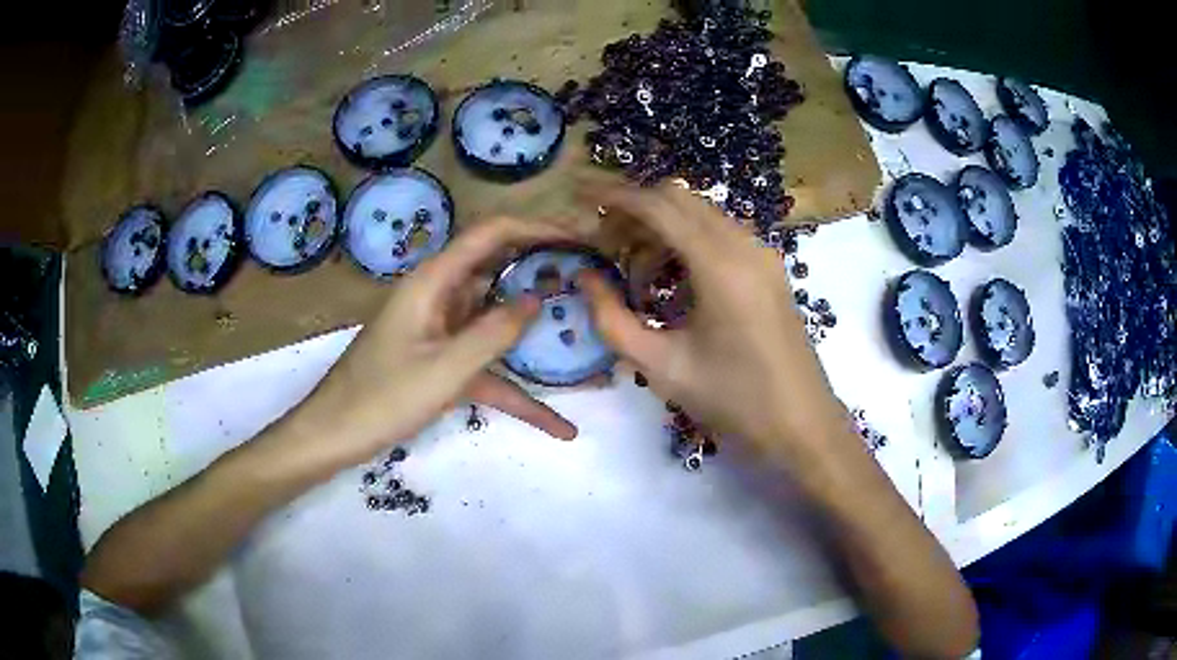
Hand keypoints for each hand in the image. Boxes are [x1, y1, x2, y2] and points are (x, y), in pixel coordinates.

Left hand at [299, 217, 577, 462]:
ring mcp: (443, 332)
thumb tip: (539, 298)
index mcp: (433, 282)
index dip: (538, 229)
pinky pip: (488, 369)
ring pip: (498, 322)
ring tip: (588, 337)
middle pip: (500, 272)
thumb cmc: (380, 399)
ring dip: (538, 333)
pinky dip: (519, 391)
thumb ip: (494, 333)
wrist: (334, 435)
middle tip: (594, 282)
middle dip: (546, 273)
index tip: (582, 240)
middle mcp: (440, 297)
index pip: (492, 234)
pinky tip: (558, 424)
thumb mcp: (443, 369)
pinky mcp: (443, 362)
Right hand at [580, 183, 846, 461]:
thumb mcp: (661, 366)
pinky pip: (721, 234)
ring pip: (701, 214)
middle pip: (680, 199)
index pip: (658, 206)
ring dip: (662, 229)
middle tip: (604, 244)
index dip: (614, 196)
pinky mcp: (770, 268)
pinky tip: (674, 284)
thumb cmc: (733, 400)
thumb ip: (612, 319)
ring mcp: (763, 254)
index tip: (580, 196)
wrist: (802, 424)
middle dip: (636, 211)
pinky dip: (688, 242)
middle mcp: (745, 245)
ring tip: (636, 275)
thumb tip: (584, 276)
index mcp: (720, 265)